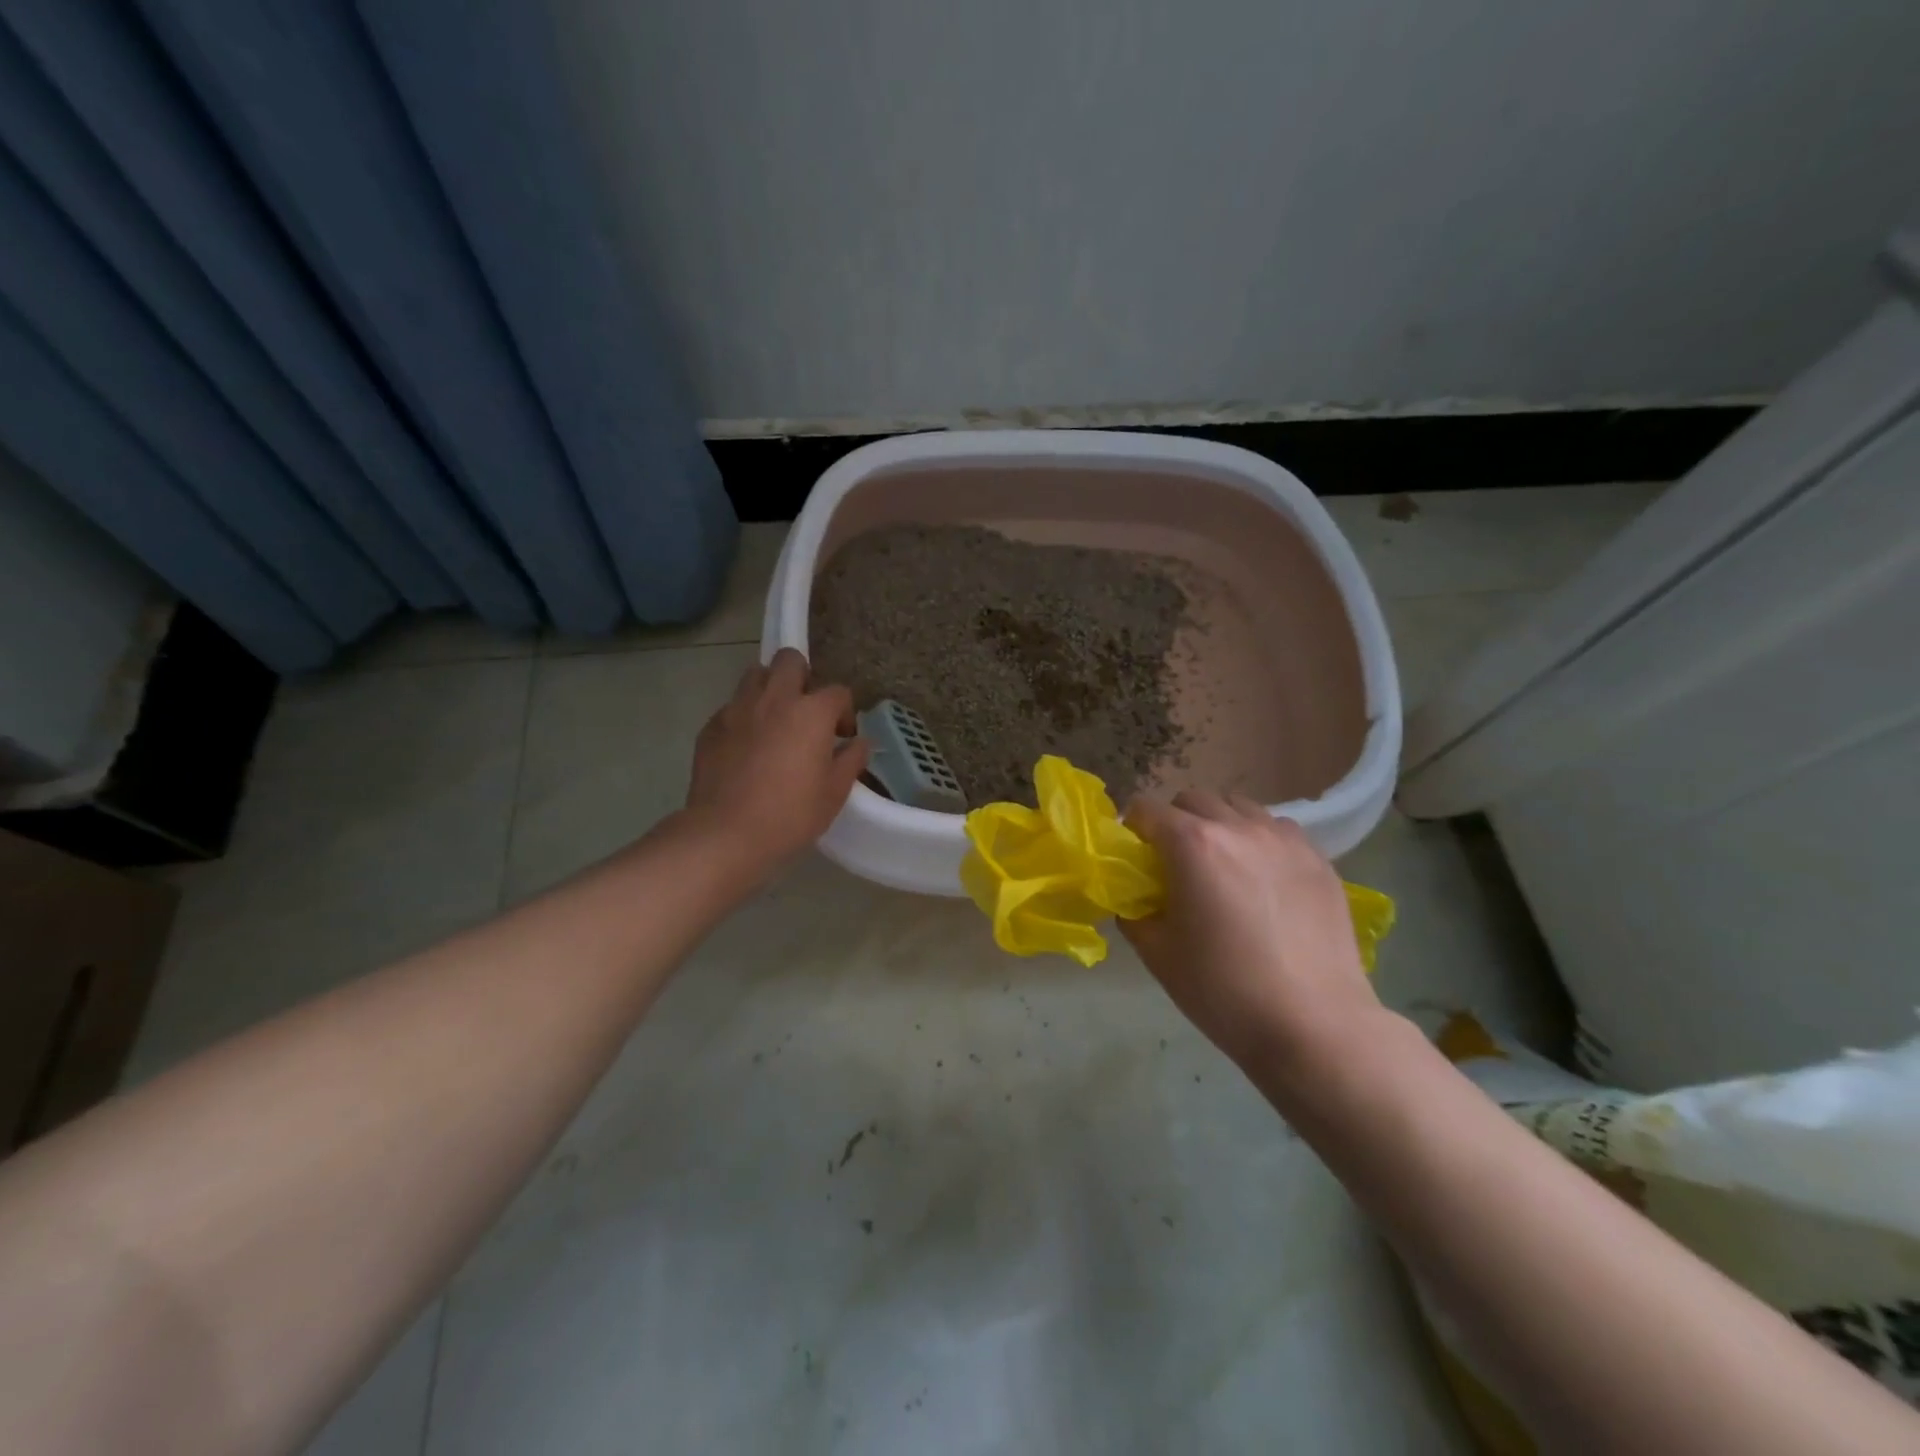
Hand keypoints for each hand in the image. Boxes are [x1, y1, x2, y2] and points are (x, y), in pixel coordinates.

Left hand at [684, 649, 869, 877]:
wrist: (725, 833)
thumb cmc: (790, 814)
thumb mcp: (834, 793)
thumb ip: (851, 760)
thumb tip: (860, 743)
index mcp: (811, 712)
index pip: (837, 692)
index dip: (844, 712)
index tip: (842, 736)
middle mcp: (774, 699)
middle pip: (790, 660)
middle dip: (803, 677)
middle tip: (805, 710)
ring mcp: (737, 709)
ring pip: (756, 675)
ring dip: (770, 688)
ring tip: (774, 719)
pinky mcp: (711, 726)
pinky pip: (732, 706)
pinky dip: (744, 716)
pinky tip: (746, 746)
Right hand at [1121, 791, 1384, 1078]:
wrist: (1314, 1026)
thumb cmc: (1224, 990)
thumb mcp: (1158, 955)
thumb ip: (1135, 915)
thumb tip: (1134, 900)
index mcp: (1192, 845)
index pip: (1147, 809)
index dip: (1133, 828)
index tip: (1136, 856)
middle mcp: (1237, 828)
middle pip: (1193, 799)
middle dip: (1176, 821)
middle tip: (1177, 863)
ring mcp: (1284, 840)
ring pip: (1240, 807)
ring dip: (1221, 825)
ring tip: (1225, 866)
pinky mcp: (1319, 859)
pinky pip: (1279, 829)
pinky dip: (1261, 840)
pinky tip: (1265, 879)